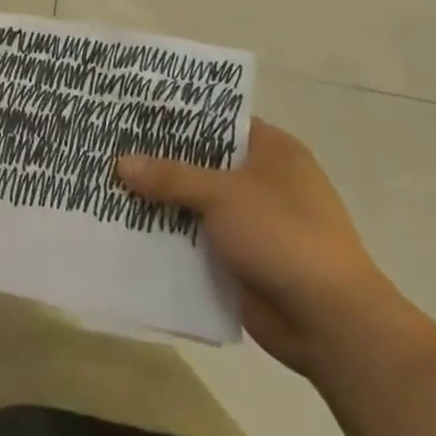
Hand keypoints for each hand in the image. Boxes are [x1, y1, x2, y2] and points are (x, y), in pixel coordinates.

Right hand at [118, 119, 416, 378]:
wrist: (331, 324)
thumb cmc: (285, 237)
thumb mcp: (224, 195)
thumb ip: (171, 176)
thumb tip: (120, 162)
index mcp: (272, 151)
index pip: (217, 120)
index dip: (177, 116)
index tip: (132, 111)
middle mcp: (262, 181)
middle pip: (200, 161)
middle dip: (158, 159)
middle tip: (107, 146)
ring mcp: (250, 222)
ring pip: (193, 202)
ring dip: (158, 200)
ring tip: (105, 184)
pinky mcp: (239, 259)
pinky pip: (194, 238)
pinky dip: (167, 235)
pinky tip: (125, 228)